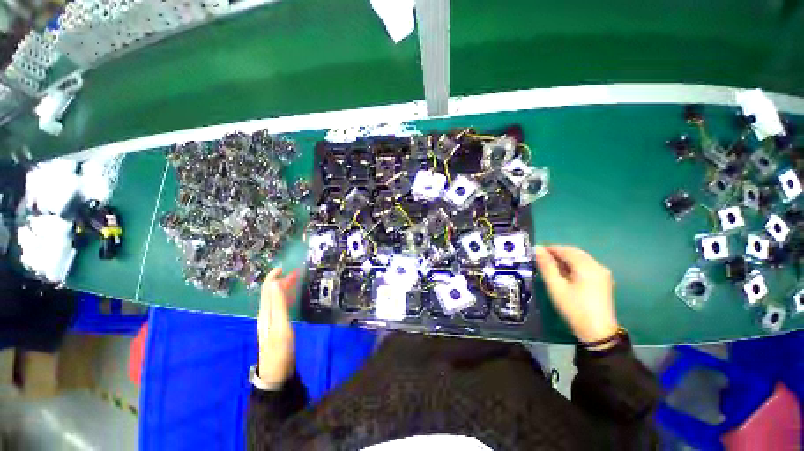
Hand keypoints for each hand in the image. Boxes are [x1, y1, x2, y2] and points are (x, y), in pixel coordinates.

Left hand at [257, 267, 300, 385]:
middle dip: (281, 280)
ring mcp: (271, 321)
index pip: (267, 289)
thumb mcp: (280, 326)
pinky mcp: (277, 326)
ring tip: (296, 279)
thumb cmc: (279, 349)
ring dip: (284, 287)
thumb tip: (276, 283)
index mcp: (266, 312)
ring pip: (276, 299)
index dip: (273, 277)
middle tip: (296, 271)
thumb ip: (278, 305)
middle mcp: (266, 314)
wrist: (277, 373)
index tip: (284, 266)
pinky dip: (286, 297)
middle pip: (271, 293)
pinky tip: (293, 297)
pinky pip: (281, 306)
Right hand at [534, 245, 618, 343]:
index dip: (550, 248)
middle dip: (557, 253)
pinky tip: (564, 274)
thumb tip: (537, 249)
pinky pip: (586, 266)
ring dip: (565, 259)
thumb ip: (546, 266)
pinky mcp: (603, 281)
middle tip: (541, 259)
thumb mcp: (556, 286)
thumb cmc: (574, 308)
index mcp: (587, 266)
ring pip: (581, 259)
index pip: (566, 250)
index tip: (535, 252)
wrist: (597, 332)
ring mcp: (602, 274)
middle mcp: (597, 266)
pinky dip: (573, 266)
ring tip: (550, 266)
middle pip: (575, 253)